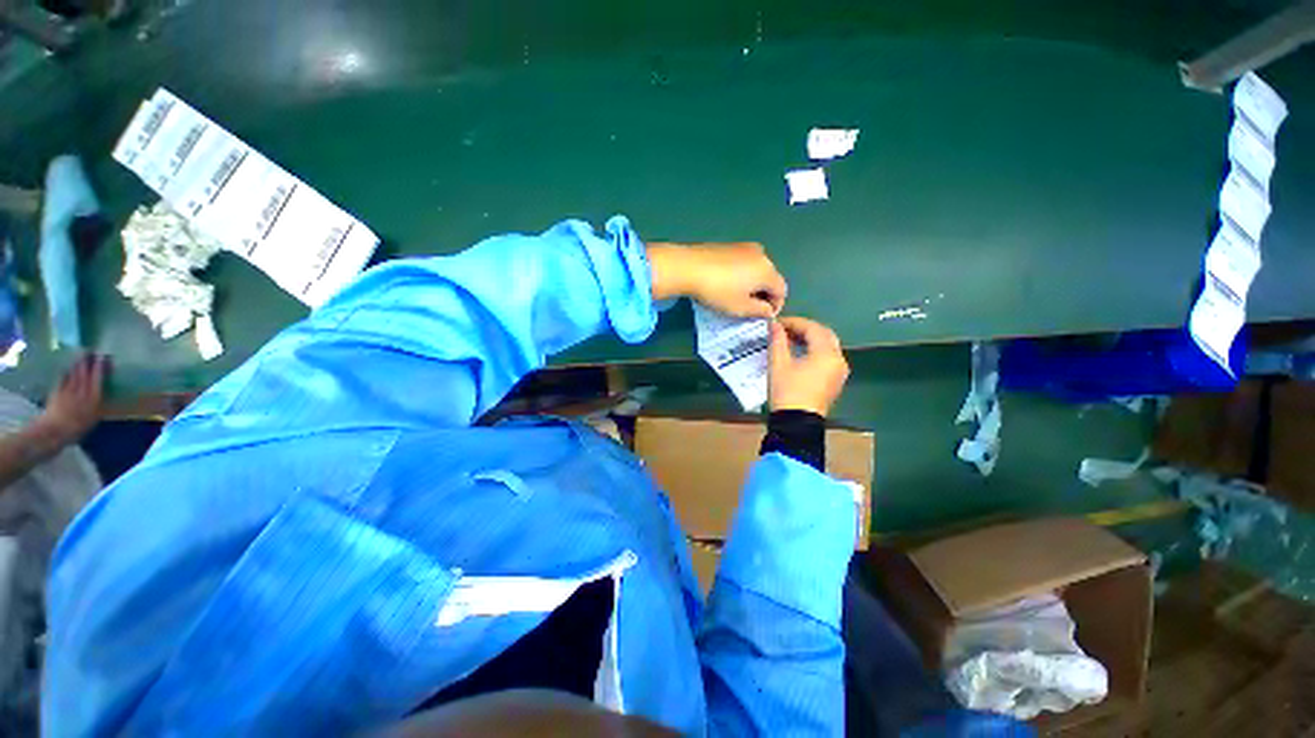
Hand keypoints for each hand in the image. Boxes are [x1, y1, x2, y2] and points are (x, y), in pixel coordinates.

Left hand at [37, 354, 106, 442]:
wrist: (53, 431)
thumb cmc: (77, 428)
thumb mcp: (93, 418)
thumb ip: (98, 403)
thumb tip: (102, 390)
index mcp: (93, 396)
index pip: (98, 377)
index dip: (100, 366)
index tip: (104, 356)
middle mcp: (81, 389)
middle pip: (84, 372)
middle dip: (88, 361)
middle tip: (92, 350)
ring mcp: (67, 389)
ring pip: (73, 373)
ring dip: (77, 363)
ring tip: (81, 355)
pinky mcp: (56, 392)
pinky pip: (62, 379)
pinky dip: (65, 372)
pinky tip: (66, 368)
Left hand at [648, 242, 786, 318]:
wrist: (688, 267)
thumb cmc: (718, 291)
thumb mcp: (741, 308)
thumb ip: (760, 311)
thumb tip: (769, 310)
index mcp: (768, 270)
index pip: (781, 291)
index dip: (775, 307)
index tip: (763, 317)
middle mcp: (761, 255)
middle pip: (770, 278)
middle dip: (763, 295)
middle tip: (749, 309)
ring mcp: (745, 247)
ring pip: (756, 270)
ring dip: (752, 285)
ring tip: (736, 297)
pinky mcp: (730, 245)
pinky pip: (743, 263)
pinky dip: (741, 275)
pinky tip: (726, 284)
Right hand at [768, 317, 848, 416]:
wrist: (796, 424)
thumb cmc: (787, 391)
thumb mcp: (778, 364)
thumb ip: (778, 340)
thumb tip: (775, 325)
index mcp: (826, 354)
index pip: (812, 328)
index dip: (794, 322)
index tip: (777, 323)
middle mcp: (838, 360)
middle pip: (824, 335)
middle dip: (804, 329)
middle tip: (784, 329)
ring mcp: (839, 372)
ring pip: (827, 346)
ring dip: (810, 339)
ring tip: (788, 340)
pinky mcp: (835, 381)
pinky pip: (827, 358)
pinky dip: (815, 351)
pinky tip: (798, 354)